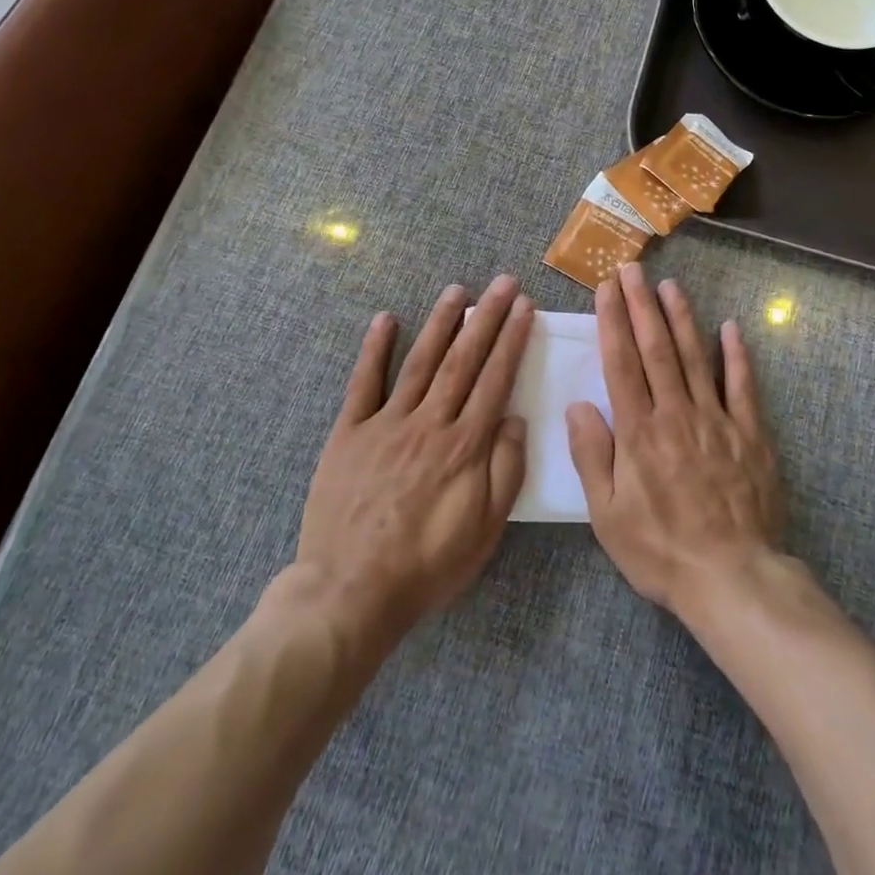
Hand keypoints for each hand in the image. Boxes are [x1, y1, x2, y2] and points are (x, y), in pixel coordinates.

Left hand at [295, 276, 531, 633]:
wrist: (350, 593)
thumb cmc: (427, 565)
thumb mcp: (485, 529)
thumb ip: (505, 469)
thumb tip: (515, 418)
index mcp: (465, 445)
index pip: (495, 379)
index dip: (512, 340)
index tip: (524, 307)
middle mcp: (430, 422)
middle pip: (463, 359)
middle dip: (486, 317)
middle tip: (503, 282)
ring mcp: (387, 422)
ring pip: (420, 361)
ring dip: (441, 322)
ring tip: (457, 289)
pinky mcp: (350, 432)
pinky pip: (364, 383)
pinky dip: (375, 349)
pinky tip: (386, 318)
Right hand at [566, 263, 785, 617]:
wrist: (732, 577)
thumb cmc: (660, 550)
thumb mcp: (607, 515)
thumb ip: (592, 456)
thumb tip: (577, 405)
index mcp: (639, 432)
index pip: (621, 363)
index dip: (613, 322)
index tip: (607, 290)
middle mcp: (676, 414)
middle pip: (656, 349)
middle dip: (642, 306)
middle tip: (633, 269)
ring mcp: (716, 419)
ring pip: (696, 357)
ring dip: (681, 318)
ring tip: (670, 285)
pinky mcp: (749, 433)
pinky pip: (743, 386)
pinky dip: (737, 354)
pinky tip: (731, 327)